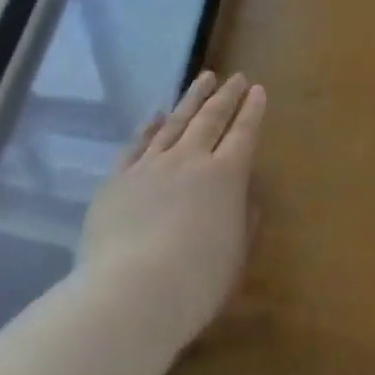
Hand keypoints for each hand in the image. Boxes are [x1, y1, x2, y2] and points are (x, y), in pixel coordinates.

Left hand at [77, 70, 266, 354]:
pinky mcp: (117, 180)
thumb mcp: (237, 252)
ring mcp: (150, 167)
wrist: (129, 295)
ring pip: (175, 123)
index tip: (258, 89)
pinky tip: (156, 114)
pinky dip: (149, 127)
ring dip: (192, 99)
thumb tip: (245, 188)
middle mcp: (190, 160)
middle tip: (235, 78)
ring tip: (204, 79)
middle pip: (211, 119)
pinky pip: (136, 145)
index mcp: (226, 176)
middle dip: (226, 96)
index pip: (244, 133)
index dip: (252, 110)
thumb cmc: (197, 282)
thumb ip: (245, 215)